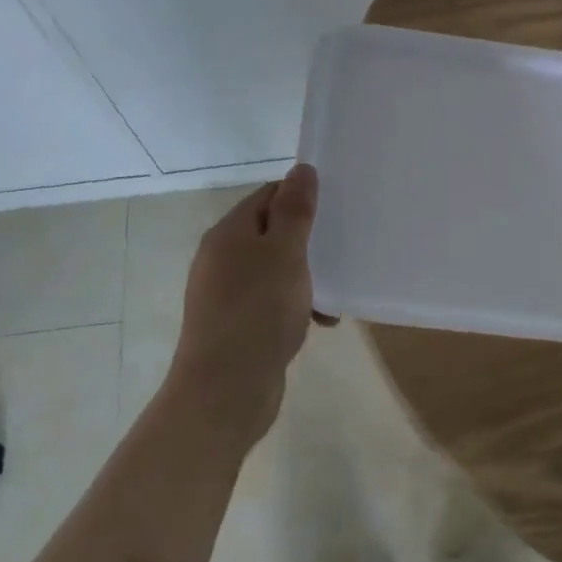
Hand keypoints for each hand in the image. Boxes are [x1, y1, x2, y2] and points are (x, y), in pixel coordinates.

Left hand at [168, 164, 320, 444]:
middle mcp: (221, 258)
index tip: (334, 211)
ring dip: (304, 278)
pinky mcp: (234, 325)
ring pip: (273, 270)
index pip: (268, 196)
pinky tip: (319, 323)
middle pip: (271, 232)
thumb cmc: (257, 312)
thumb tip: (302, 169)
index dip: (300, 198)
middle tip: (340, 252)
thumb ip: (294, 210)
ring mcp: (225, 293)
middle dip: (307, 242)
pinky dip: (294, 306)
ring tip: (333, 296)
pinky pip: (269, 302)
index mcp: (229, 233)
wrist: (224, 392)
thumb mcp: (284, 253)